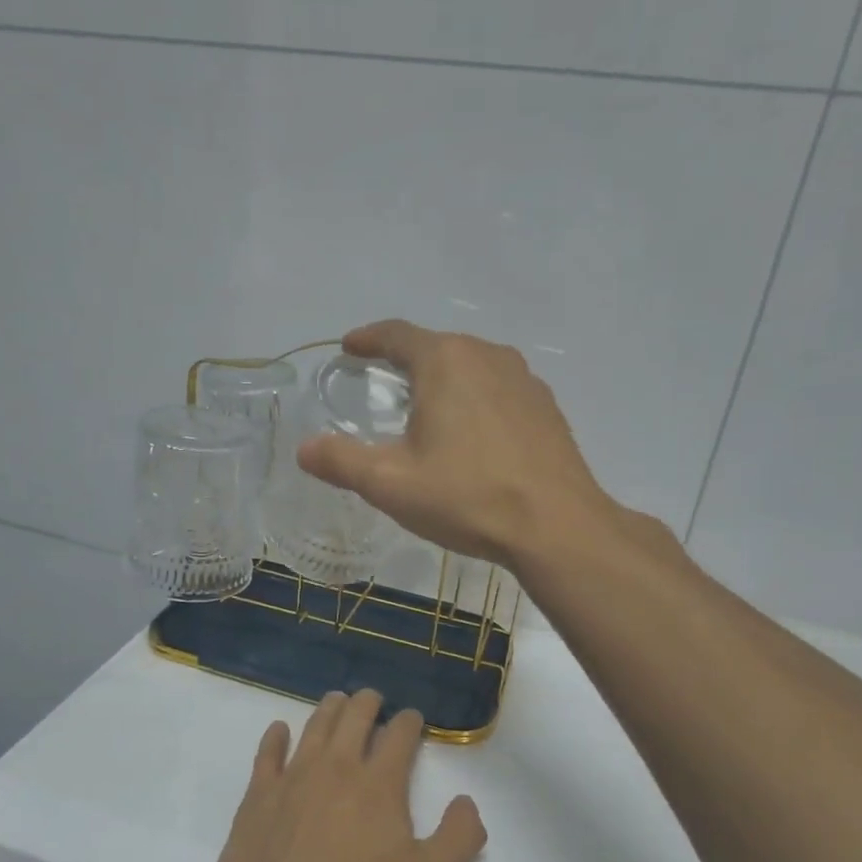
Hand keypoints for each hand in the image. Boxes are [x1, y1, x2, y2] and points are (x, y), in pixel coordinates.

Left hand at [212, 690, 486, 861]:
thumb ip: (459, 837)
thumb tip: (467, 801)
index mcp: (380, 783)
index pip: (400, 734)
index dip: (410, 721)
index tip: (413, 719)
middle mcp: (337, 766)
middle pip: (355, 716)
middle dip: (369, 702)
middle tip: (374, 699)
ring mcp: (294, 776)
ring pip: (315, 726)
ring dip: (330, 709)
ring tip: (337, 701)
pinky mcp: (260, 794)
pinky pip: (268, 752)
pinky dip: (276, 736)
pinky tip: (279, 730)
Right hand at [297, 320, 614, 566]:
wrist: (557, 526)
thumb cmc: (467, 497)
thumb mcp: (390, 484)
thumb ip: (341, 461)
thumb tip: (304, 448)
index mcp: (445, 361)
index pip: (396, 334)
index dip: (368, 339)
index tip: (350, 347)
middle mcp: (487, 356)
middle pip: (436, 348)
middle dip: (406, 362)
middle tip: (384, 386)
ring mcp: (524, 379)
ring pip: (471, 368)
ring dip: (444, 382)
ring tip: (427, 412)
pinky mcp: (546, 407)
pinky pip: (499, 391)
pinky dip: (475, 402)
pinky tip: (473, 437)